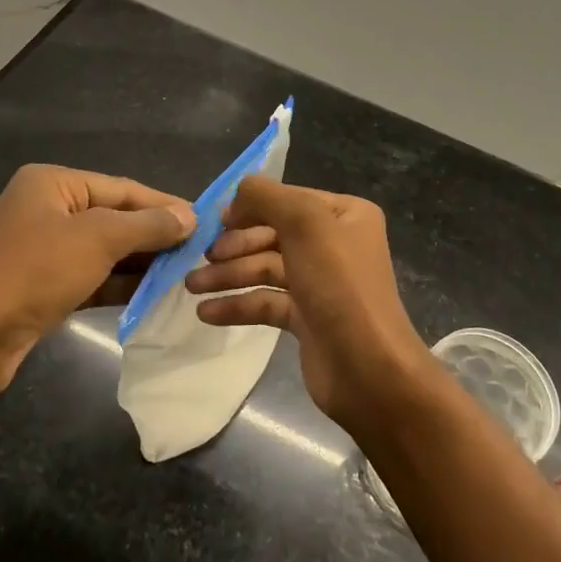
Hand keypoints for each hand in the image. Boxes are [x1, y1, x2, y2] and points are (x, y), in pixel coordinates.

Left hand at [0, 164, 193, 397]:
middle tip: (200, 251)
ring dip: (141, 263)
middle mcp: (47, 211)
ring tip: (185, 274)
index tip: (205, 221)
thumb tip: (189, 217)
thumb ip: (147, 225)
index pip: (122, 188)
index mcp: (54, 184)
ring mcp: (43, 252)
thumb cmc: (33, 270)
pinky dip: (120, 286)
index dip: (164, 205)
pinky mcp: (43, 289)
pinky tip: (153, 296)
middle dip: (155, 236)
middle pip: (114, 218)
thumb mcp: (97, 238)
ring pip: (105, 252)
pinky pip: (92, 279)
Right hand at [185, 177, 427, 429]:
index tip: (214, 221)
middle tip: (201, 259)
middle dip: (234, 246)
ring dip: (229, 275)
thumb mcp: (305, 224)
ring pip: (266, 269)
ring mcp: (321, 282)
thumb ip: (267, 197)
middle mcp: (335, 244)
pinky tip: (206, 312)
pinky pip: (266, 302)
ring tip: (192, 287)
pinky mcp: (307, 318)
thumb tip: (239, 192)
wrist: (368, 369)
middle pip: (273, 234)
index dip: (250, 207)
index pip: (288, 200)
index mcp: (345, 215)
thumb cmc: (339, 286)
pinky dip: (238, 304)